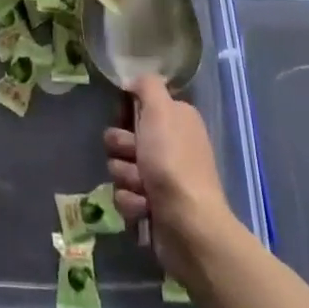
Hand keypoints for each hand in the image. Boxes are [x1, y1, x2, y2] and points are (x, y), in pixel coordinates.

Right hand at [105, 76, 240, 288]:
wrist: (189, 225)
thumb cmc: (173, 161)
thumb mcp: (161, 110)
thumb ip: (147, 86)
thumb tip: (133, 83)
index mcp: (176, 120)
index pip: (137, 107)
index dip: (127, 115)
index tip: (126, 120)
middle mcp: (170, 146)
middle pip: (122, 138)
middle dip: (123, 149)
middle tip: (136, 157)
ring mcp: (161, 179)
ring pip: (120, 168)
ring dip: (127, 177)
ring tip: (144, 189)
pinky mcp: (152, 208)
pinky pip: (125, 196)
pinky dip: (132, 202)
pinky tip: (145, 208)